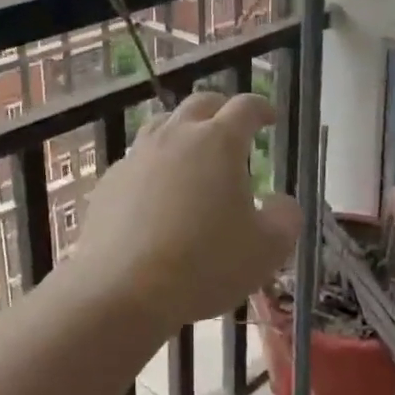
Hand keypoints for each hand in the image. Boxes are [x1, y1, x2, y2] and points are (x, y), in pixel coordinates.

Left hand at [77, 90, 300, 329]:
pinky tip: (156, 195)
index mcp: (218, 142)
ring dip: (183, 131)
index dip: (261, 108)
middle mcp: (175, 136)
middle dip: (220, 110)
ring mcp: (137, 156)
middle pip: (200, 104)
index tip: (270, 117)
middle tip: (232, 129)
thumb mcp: (266, 249)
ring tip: (192, 154)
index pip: (245, 107)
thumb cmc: (204, 264)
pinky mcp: (109, 180)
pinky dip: (154, 166)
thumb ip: (284, 218)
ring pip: (162, 125)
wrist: (122, 290)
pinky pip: (137, 160)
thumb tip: (280, 201)